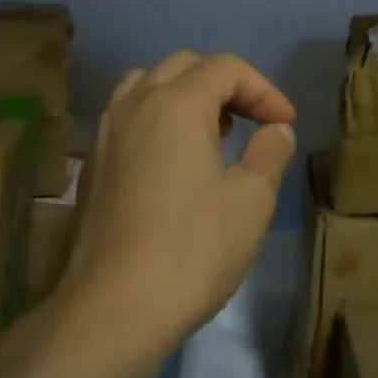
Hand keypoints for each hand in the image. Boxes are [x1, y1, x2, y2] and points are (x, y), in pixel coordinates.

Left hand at [60, 51, 296, 350]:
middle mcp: (136, 103)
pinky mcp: (92, 161)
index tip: (284, 123)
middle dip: (227, 85)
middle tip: (252, 121)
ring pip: (150, 83)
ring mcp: (106, 131)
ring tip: (212, 131)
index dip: (263, 89)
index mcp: (177, 103)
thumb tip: (276, 129)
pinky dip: (158, 115)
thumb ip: (269, 152)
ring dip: (187, 94)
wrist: (112, 311)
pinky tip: (174, 159)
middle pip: (187, 66)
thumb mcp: (250, 201)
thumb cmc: (191, 251)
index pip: (226, 67)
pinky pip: (129, 113)